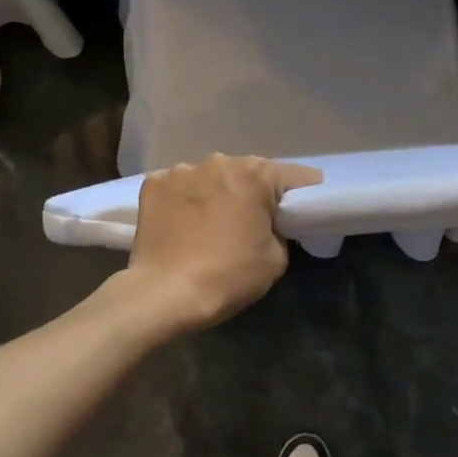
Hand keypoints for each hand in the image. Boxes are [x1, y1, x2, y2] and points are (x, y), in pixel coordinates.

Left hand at [128, 154, 322, 328]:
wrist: (164, 294)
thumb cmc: (228, 275)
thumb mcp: (276, 258)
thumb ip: (281, 230)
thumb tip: (269, 223)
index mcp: (256, 174)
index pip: (295, 176)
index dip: (304, 194)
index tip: (303, 211)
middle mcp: (220, 161)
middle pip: (249, 172)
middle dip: (254, 192)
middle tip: (252, 222)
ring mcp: (182, 170)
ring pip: (211, 177)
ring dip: (217, 194)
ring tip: (210, 225)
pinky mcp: (153, 184)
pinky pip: (179, 187)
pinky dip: (184, 200)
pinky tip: (182, 225)